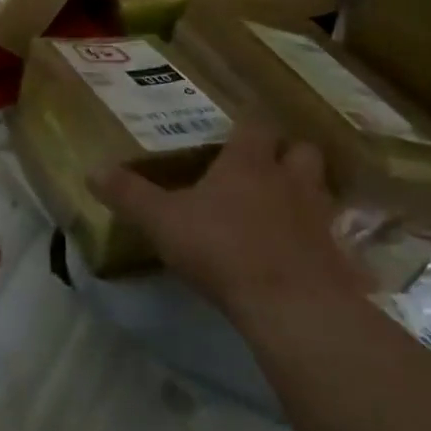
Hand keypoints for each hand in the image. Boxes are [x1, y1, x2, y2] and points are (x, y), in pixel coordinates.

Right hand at [88, 124, 365, 326]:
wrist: (290, 303)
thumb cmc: (222, 248)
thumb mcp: (163, 222)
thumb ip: (129, 195)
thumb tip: (92, 170)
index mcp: (248, 163)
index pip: (254, 127)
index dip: (246, 129)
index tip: (233, 136)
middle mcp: (289, 179)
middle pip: (300, 150)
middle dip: (286, 155)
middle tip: (265, 171)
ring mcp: (319, 216)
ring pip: (320, 189)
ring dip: (306, 193)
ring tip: (284, 210)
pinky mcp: (337, 254)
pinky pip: (333, 237)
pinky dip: (320, 241)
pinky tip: (303, 257)